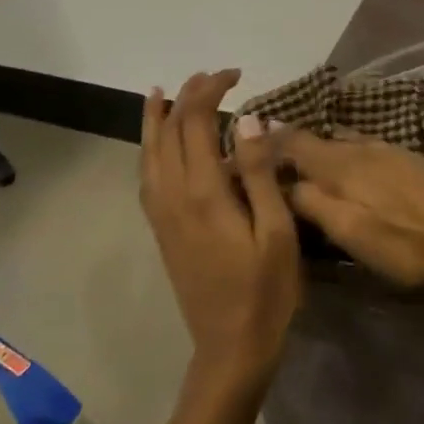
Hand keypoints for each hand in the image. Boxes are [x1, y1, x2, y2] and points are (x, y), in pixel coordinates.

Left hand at [139, 70, 300, 387]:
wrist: (231, 348)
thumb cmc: (266, 290)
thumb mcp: (276, 231)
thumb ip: (258, 172)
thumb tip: (247, 119)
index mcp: (204, 192)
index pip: (196, 122)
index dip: (211, 91)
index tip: (237, 75)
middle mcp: (174, 196)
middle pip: (169, 131)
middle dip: (187, 96)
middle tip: (214, 77)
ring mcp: (162, 214)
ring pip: (149, 153)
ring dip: (157, 119)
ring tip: (161, 93)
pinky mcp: (162, 230)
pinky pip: (147, 177)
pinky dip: (148, 149)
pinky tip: (157, 145)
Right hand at [270, 127, 423, 286]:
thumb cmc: (405, 240)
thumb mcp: (351, 231)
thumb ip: (315, 205)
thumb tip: (286, 185)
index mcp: (341, 164)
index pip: (294, 143)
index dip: (268, 142)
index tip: (246, 145)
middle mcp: (360, 147)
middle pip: (318, 139)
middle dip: (292, 145)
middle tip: (270, 157)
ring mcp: (387, 149)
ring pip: (342, 141)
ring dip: (321, 148)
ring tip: (306, 162)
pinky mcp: (407, 158)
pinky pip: (363, 146)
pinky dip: (345, 152)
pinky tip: (350, 167)